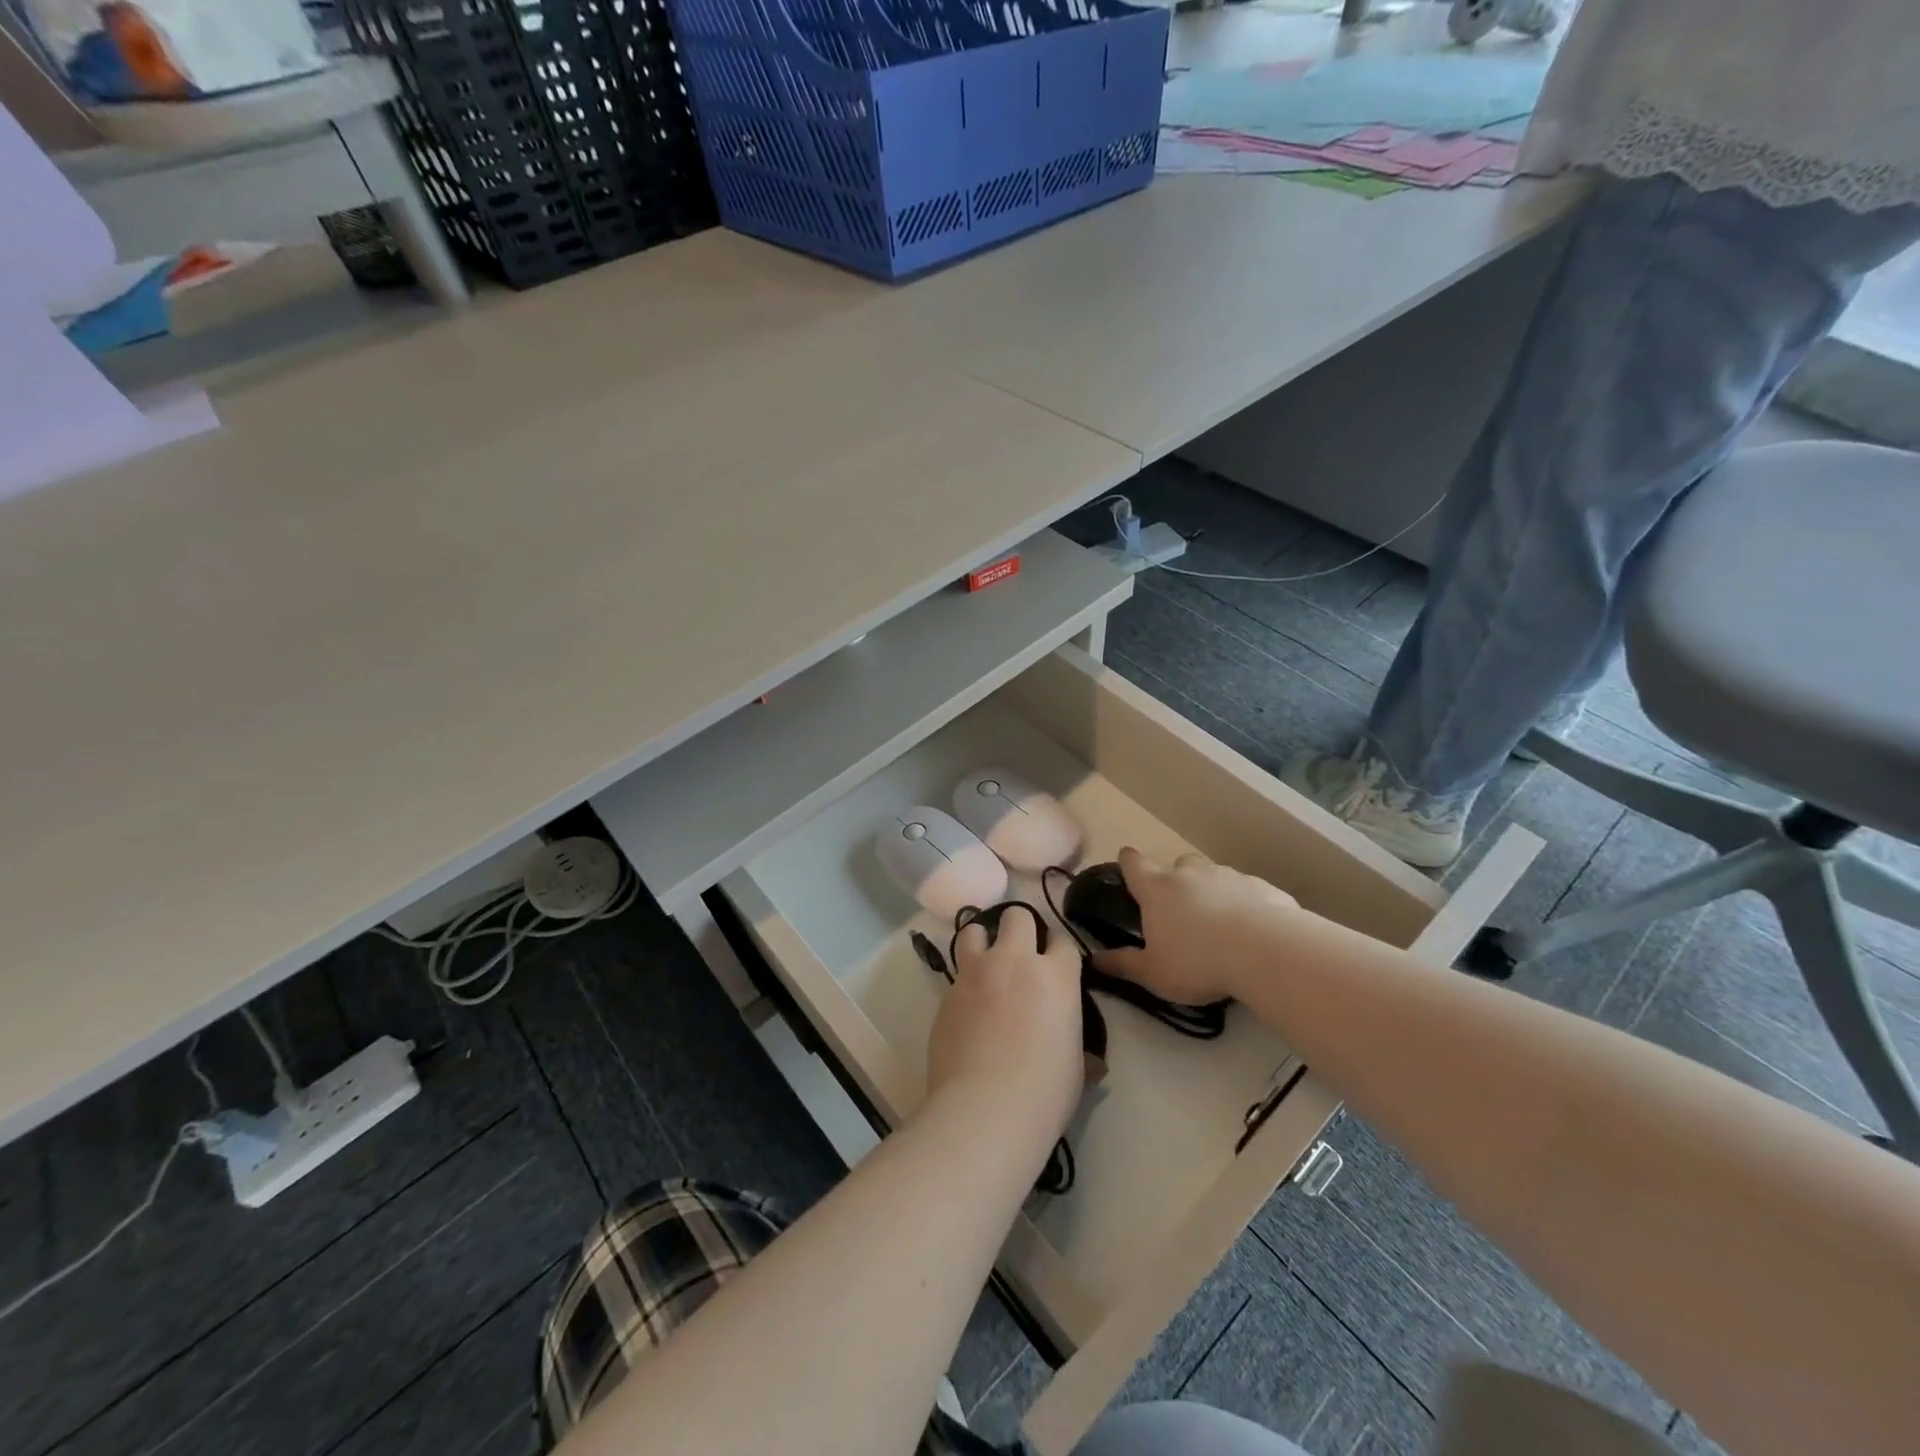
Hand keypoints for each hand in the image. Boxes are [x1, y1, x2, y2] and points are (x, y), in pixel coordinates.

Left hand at [926, 904, 1084, 1143]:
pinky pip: (956, 972)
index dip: (1058, 951)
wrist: (985, 1108)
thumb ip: (1079, 1047)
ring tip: (984, 964)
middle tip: (1019, 955)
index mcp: (1056, 976)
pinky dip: (964, 981)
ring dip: (982, 942)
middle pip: (1017, 916)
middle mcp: (1015, 961)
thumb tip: (1093, 1062)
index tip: (1055, 967)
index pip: (1062, 940)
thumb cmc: (1045, 1092)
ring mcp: (976, 973)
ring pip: (974, 930)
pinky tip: (967, 1006)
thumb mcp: (1076, 1068)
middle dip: (1019, 928)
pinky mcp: (947, 992)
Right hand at [1091, 846, 1299, 1004]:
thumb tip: (1093, 960)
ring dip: (1212, 892)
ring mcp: (1228, 876)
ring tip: (1220, 924)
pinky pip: (1247, 891)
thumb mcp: (1154, 973)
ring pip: (1214, 876)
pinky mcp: (1262, 887)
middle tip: (1181, 910)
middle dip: (1177, 881)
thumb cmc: (1198, 962)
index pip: (1134, 863)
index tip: (1128, 866)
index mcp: (1157, 889)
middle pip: (1178, 865)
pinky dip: (1246, 904)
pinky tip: (1253, 930)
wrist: (1266, 952)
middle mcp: (1190, 874)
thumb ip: (1124, 964)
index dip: (1129, 862)